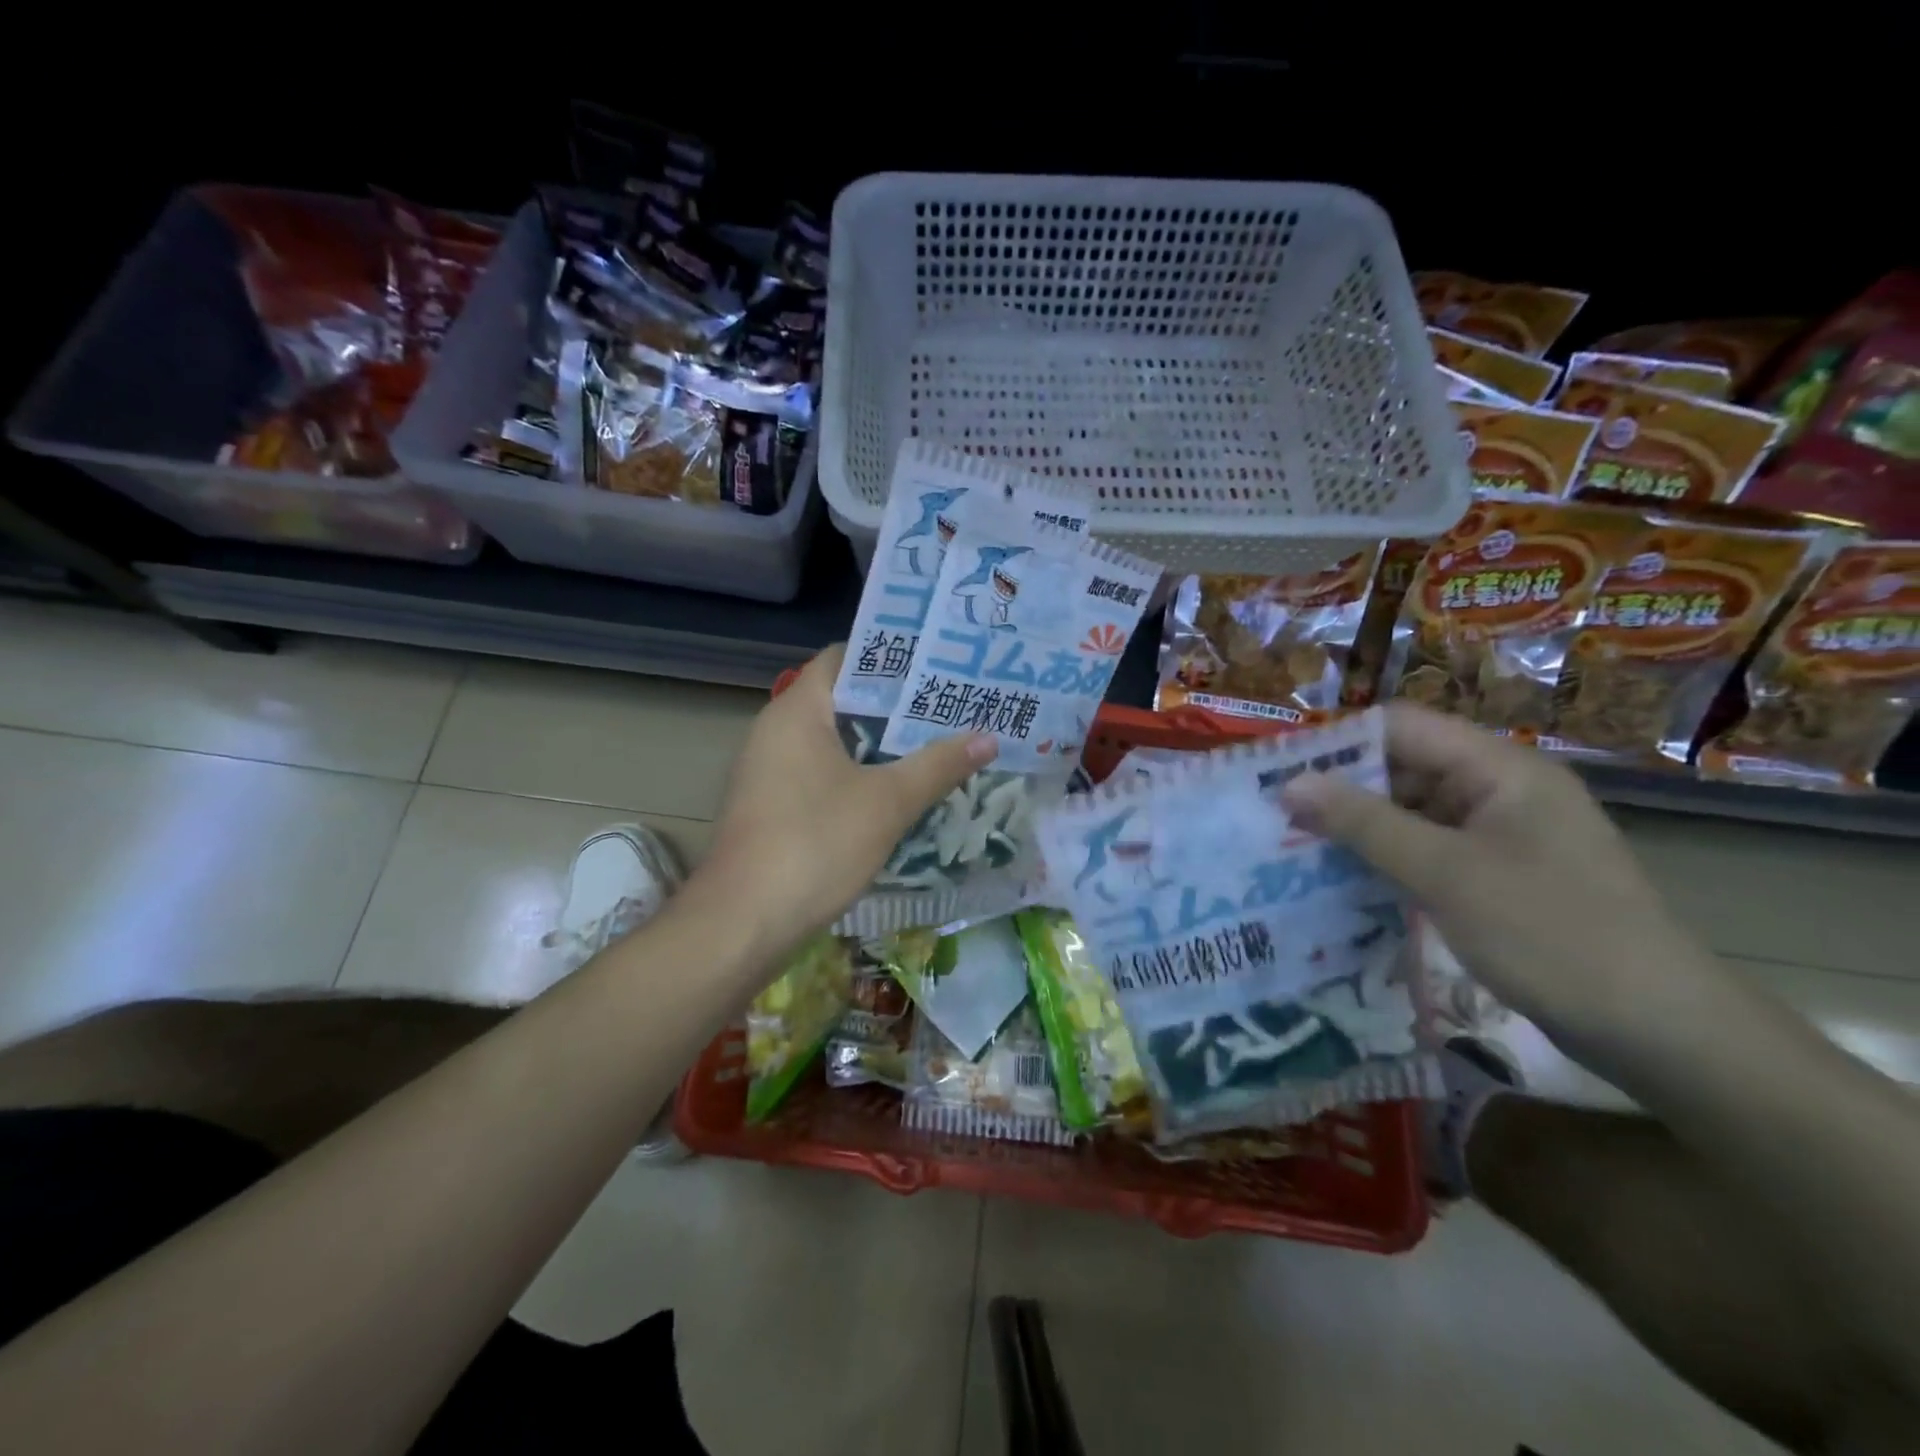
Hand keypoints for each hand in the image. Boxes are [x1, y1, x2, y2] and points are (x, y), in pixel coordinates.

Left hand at [696, 644, 997, 963]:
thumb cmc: (814, 844)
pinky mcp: (771, 809)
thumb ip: (938, 765)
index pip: (844, 658)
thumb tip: (988, 737)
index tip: (938, 664)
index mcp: (797, 711)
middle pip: (843, 701)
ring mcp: (769, 772)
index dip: (891, 656)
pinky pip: (822, 776)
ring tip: (936, 743)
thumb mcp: (887, 802)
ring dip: (881, 745)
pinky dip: (859, 776)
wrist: (742, 924)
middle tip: (950, 706)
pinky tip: (897, 792)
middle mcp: (776, 731)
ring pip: (834, 743)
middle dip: (897, 705)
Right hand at [1281, 704, 1720, 1050]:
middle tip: (1279, 819)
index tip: (1279, 774)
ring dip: (1360, 827)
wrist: (1659, 1030)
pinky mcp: (1500, 873)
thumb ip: (1363, 823)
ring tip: (1297, 849)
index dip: (1338, 743)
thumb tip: (1289, 784)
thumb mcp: (1445, 874)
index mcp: (1499, 768)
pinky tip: (1346, 879)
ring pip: (1413, 810)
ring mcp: (1502, 833)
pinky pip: (1430, 847)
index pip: (1401, 727)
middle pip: (1404, 766)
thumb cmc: (1551, 934)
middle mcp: (1500, 788)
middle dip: (1342, 790)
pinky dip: (1388, 858)